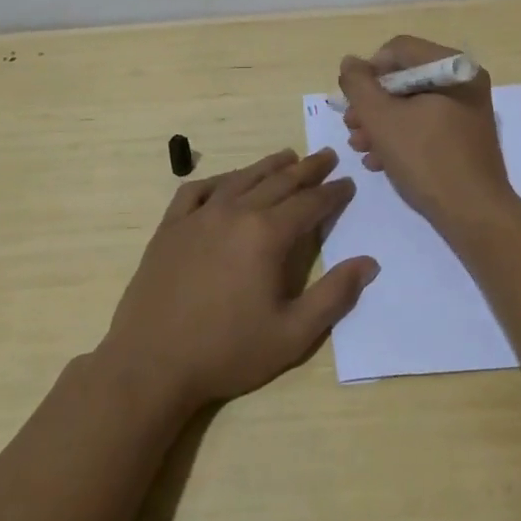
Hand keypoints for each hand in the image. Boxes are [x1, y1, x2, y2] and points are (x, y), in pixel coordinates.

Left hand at [102, 148, 377, 411]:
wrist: (151, 364)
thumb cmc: (227, 352)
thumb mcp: (292, 335)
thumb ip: (334, 296)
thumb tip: (369, 263)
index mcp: (266, 235)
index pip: (309, 203)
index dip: (332, 193)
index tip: (347, 183)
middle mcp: (234, 213)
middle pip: (279, 182)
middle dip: (307, 169)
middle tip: (326, 155)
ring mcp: (198, 216)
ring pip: (241, 179)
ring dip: (268, 166)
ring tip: (287, 156)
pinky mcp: (170, 227)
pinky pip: (197, 191)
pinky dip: (219, 181)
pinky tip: (227, 183)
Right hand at [337, 36, 515, 230]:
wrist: (474, 215)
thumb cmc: (427, 160)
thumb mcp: (382, 119)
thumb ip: (359, 85)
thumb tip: (350, 62)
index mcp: (452, 67)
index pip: (398, 50)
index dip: (368, 72)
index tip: (352, 102)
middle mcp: (464, 81)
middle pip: (404, 77)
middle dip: (372, 103)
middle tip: (351, 127)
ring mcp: (466, 110)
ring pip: (412, 104)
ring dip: (381, 123)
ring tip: (360, 147)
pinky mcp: (464, 136)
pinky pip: (426, 124)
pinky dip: (401, 137)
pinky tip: (380, 161)